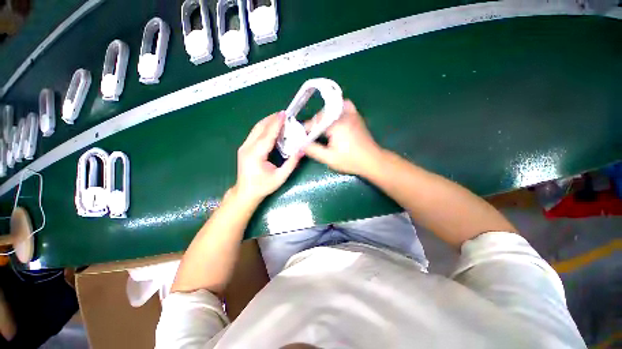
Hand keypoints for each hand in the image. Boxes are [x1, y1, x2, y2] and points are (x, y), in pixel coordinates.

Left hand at [233, 112, 301, 202]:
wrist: (246, 192)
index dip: (276, 124)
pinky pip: (254, 133)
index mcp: (256, 154)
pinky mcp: (244, 148)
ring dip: (267, 121)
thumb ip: (291, 164)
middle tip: (284, 114)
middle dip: (272, 119)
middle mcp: (247, 147)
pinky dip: (263, 127)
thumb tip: (301, 150)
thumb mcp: (280, 177)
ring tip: (278, 118)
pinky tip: (271, 127)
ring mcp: (244, 147)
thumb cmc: (263, 186)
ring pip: (256, 129)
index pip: (268, 135)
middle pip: (260, 128)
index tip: (284, 114)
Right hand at [304, 100, 382, 175]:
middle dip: (314, 125)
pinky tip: (335, 117)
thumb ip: (313, 150)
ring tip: (321, 129)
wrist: (372, 160)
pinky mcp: (356, 116)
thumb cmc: (350, 161)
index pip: (314, 123)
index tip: (301, 137)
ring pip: (330, 110)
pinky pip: (344, 106)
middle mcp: (342, 115)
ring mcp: (351, 114)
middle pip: (321, 115)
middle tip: (311, 137)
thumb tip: (300, 144)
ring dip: (323, 118)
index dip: (305, 130)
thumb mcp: (329, 158)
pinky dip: (337, 108)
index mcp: (335, 124)